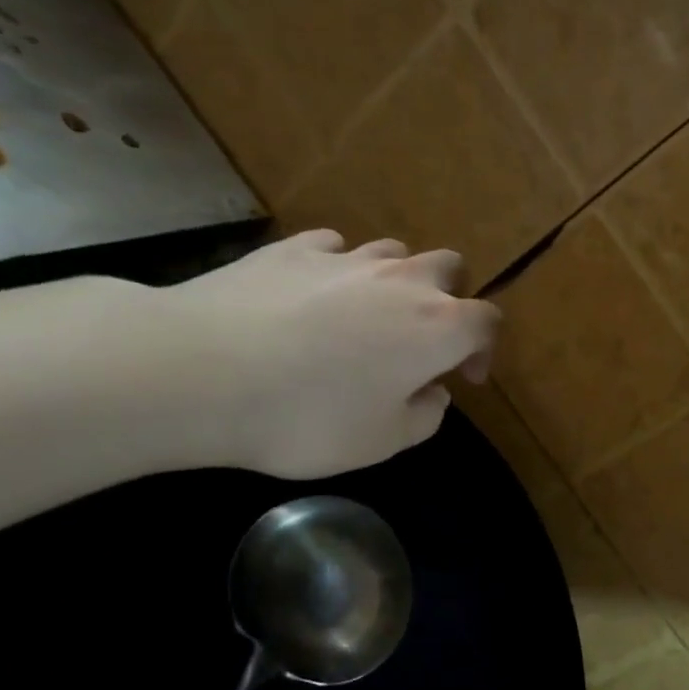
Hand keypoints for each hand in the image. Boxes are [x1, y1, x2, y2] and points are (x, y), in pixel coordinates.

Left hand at [161, 229, 499, 478]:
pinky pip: (333, 248)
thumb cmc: (308, 416)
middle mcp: (402, 281)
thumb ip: (425, 416)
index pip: (487, 321)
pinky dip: (337, 269)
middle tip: (423, 337)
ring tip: (366, 315)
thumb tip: (432, 391)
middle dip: (448, 298)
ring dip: (395, 280)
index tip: (464, 377)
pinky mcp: (291, 249)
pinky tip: (313, 295)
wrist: (201, 372)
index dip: (484, 348)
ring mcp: (346, 258)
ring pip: (393, 252)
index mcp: (437, 327)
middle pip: (449, 268)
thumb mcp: (383, 441)